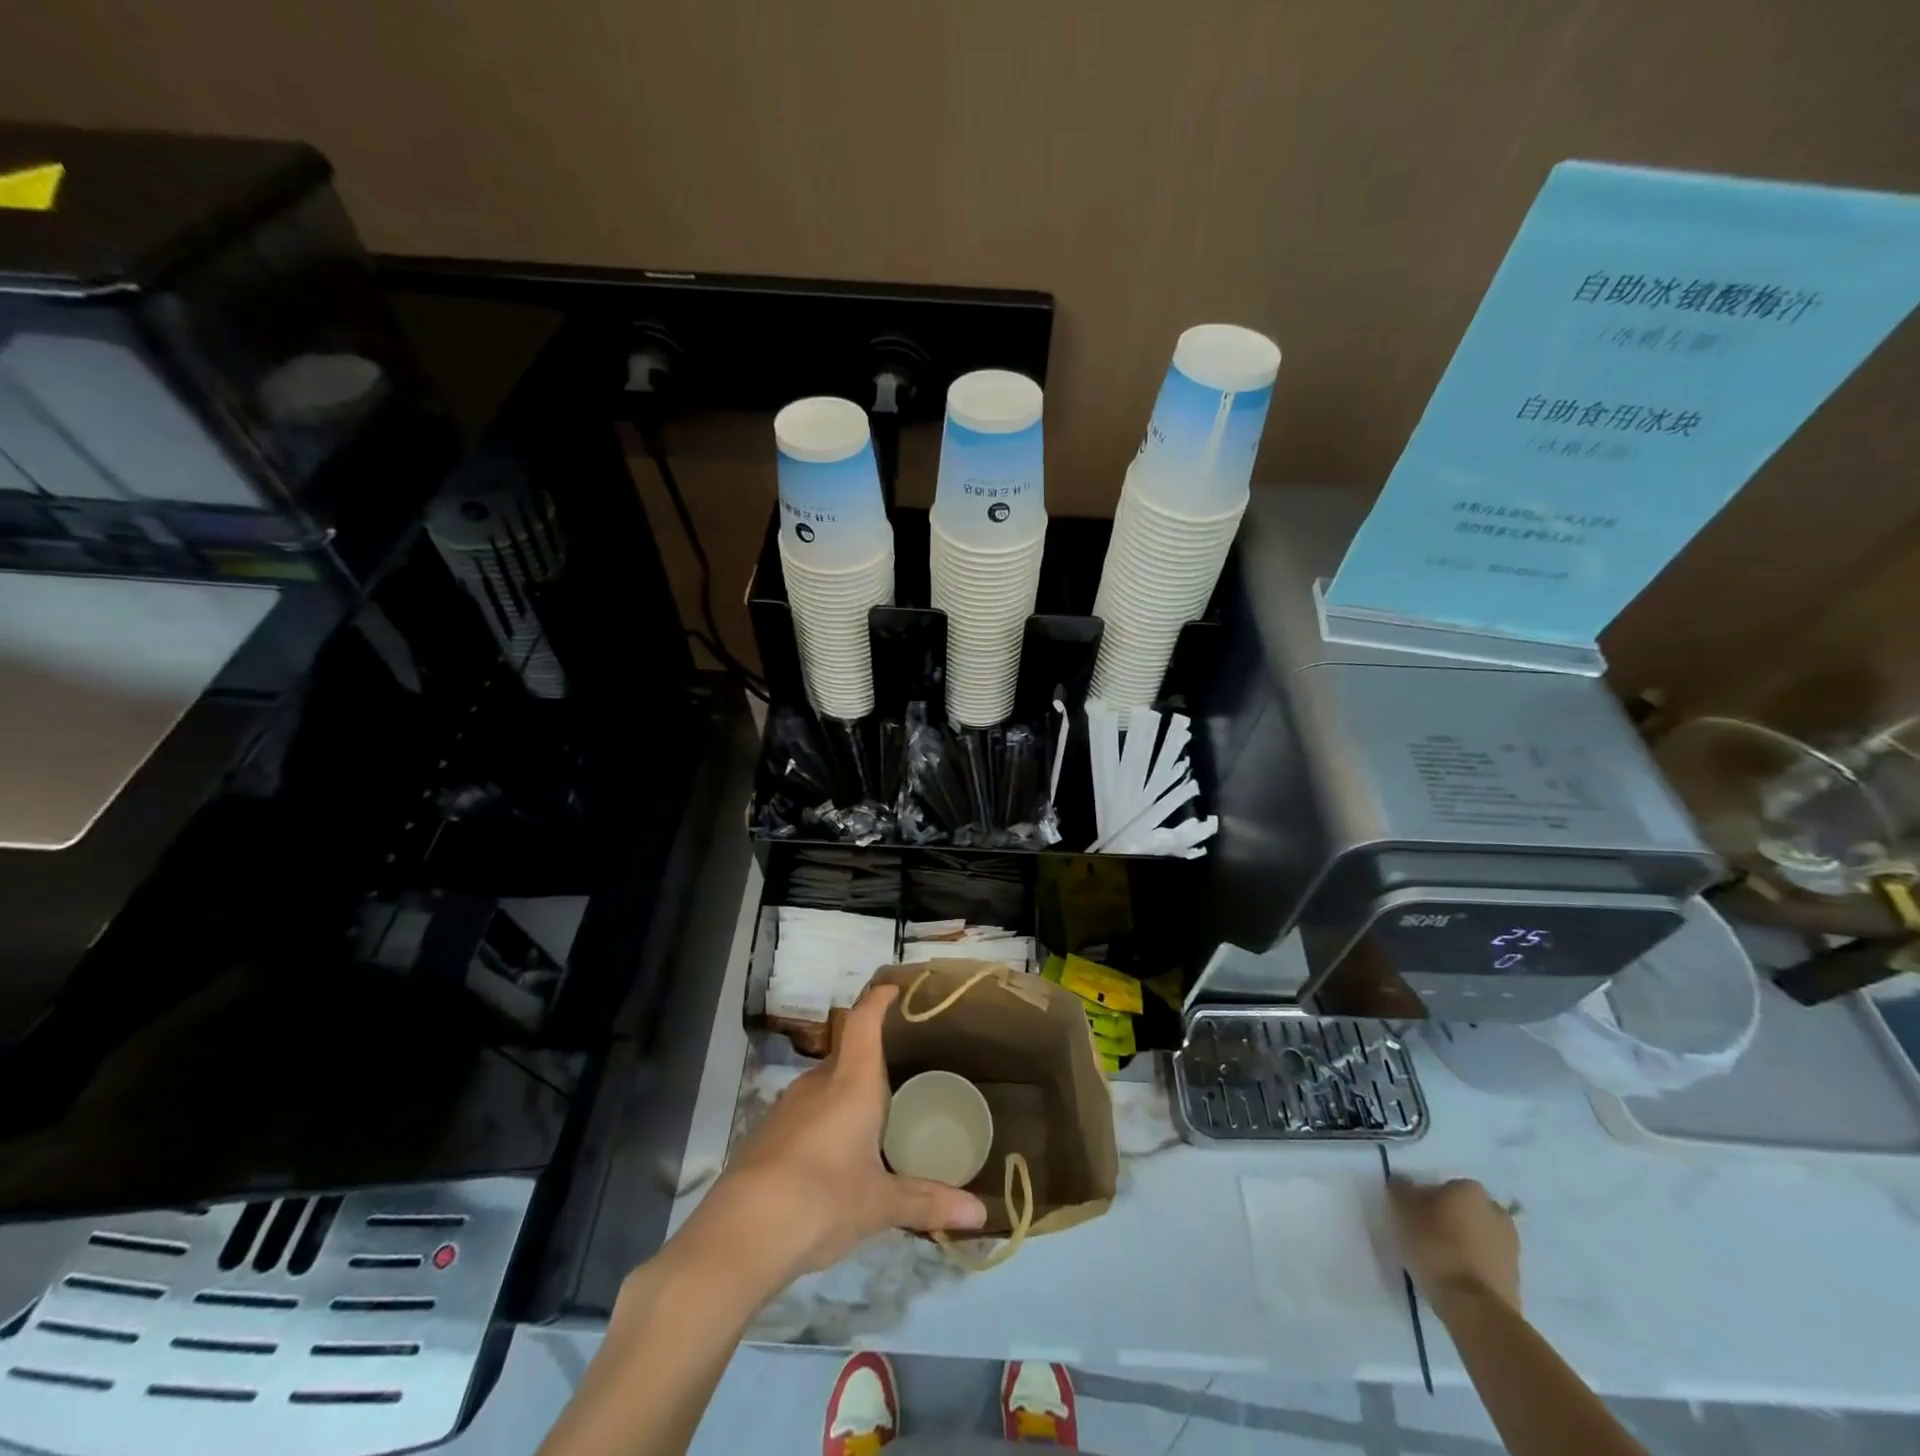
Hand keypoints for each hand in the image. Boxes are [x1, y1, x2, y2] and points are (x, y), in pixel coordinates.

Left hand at [691, 984, 988, 1283]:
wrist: (739, 1234)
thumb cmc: (822, 1200)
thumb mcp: (879, 1204)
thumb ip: (928, 1201)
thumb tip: (981, 1213)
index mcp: (852, 1083)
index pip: (864, 1021)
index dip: (879, 999)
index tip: (895, 989)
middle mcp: (818, 1083)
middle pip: (848, 1054)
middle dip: (872, 1060)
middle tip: (903, 1074)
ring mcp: (787, 1106)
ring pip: (825, 1085)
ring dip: (847, 1093)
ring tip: (874, 1117)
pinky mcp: (766, 1133)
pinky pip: (806, 1112)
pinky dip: (825, 1120)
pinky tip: (835, 1155)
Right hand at [1389, 1176, 1521, 1313]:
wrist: (1475, 1307)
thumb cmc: (1435, 1246)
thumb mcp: (1401, 1208)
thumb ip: (1401, 1189)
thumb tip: (1404, 1184)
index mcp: (1470, 1189)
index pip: (1443, 1186)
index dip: (1426, 1200)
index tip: (1412, 1216)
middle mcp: (1496, 1212)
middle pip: (1465, 1210)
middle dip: (1449, 1219)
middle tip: (1425, 1235)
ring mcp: (1511, 1248)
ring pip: (1477, 1237)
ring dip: (1462, 1243)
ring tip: (1438, 1261)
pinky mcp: (1515, 1280)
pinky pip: (1486, 1263)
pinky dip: (1472, 1267)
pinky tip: (1454, 1278)